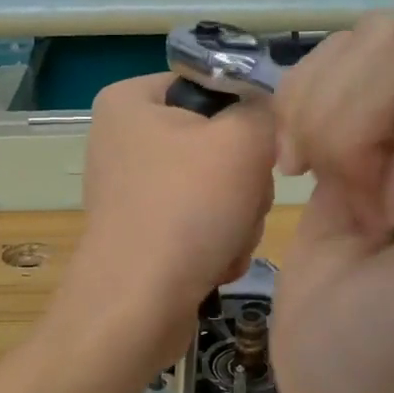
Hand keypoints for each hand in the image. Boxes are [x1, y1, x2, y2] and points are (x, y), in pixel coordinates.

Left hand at [54, 74, 276, 372]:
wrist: (135, 309)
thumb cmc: (184, 211)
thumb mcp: (242, 140)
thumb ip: (267, 109)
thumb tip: (268, 115)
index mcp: (131, 100)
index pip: (215, 84)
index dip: (248, 117)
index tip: (257, 151)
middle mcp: (125, 138)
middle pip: (221, 140)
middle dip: (244, 181)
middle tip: (238, 204)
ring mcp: (134, 188)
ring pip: (220, 186)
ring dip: (239, 217)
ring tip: (223, 241)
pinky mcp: (145, 231)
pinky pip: (203, 221)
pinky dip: (218, 242)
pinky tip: (212, 262)